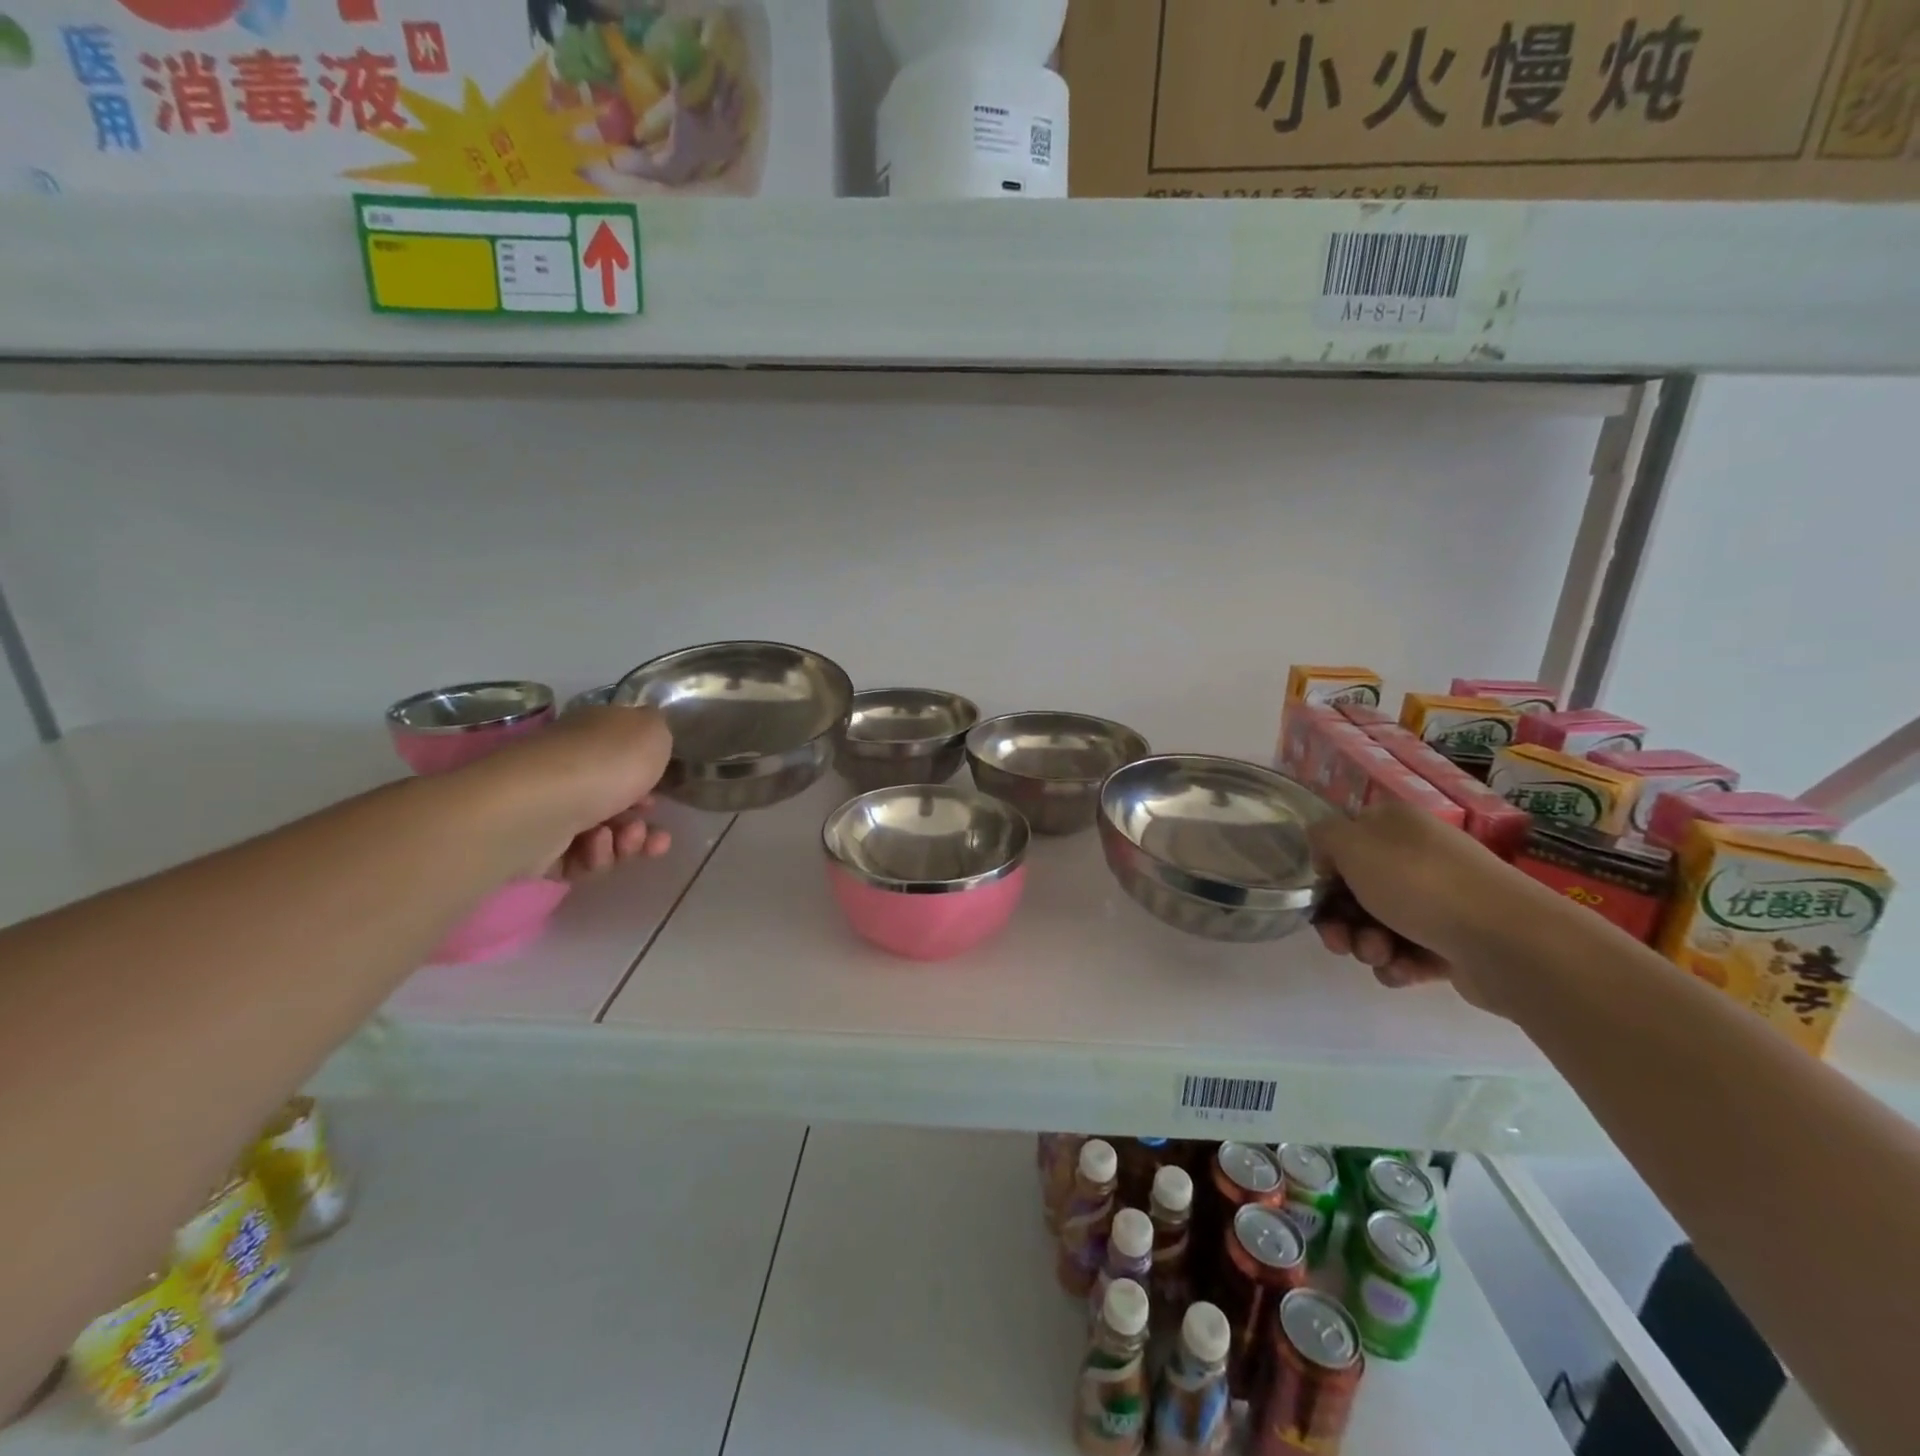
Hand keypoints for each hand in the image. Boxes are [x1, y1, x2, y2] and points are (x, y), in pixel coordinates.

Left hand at [457, 706, 675, 879]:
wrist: (538, 808)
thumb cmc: (602, 764)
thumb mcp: (651, 731)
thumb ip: (659, 730)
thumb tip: (649, 737)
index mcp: (593, 737)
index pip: (623, 756)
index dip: (649, 778)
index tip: (662, 791)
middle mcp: (571, 770)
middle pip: (619, 803)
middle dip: (642, 822)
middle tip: (647, 830)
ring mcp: (553, 810)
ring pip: (605, 836)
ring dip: (625, 843)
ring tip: (623, 840)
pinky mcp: (539, 848)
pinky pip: (581, 859)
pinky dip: (596, 856)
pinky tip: (595, 848)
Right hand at [1308, 802, 1545, 1016]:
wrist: (1507, 941)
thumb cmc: (1419, 882)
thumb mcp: (1351, 844)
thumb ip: (1322, 837)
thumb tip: (1327, 855)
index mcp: (1395, 825)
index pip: (1345, 843)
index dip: (1326, 872)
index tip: (1320, 896)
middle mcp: (1418, 856)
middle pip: (1357, 889)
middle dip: (1342, 920)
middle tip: (1340, 941)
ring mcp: (1441, 899)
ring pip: (1380, 924)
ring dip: (1367, 944)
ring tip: (1380, 955)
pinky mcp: (1456, 941)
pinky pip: (1410, 952)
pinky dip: (1399, 964)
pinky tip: (1403, 970)